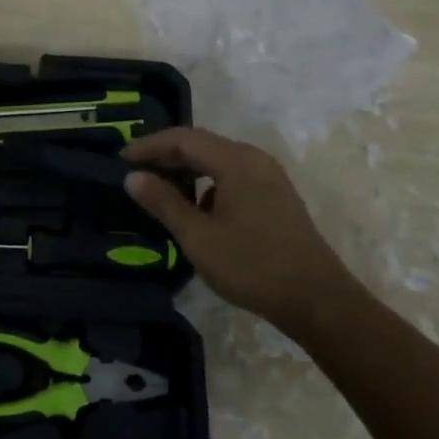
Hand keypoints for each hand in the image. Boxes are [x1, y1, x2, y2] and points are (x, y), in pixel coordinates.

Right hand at [122, 127, 357, 334]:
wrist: (318, 300)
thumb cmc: (252, 265)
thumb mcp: (199, 237)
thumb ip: (164, 203)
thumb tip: (132, 177)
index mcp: (235, 161)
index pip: (183, 139)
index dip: (149, 146)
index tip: (121, 160)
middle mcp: (254, 158)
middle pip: (201, 145)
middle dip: (166, 156)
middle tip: (135, 172)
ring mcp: (269, 176)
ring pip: (217, 161)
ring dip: (187, 170)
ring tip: (160, 190)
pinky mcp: (276, 195)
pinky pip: (232, 176)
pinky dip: (207, 184)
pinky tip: (196, 210)